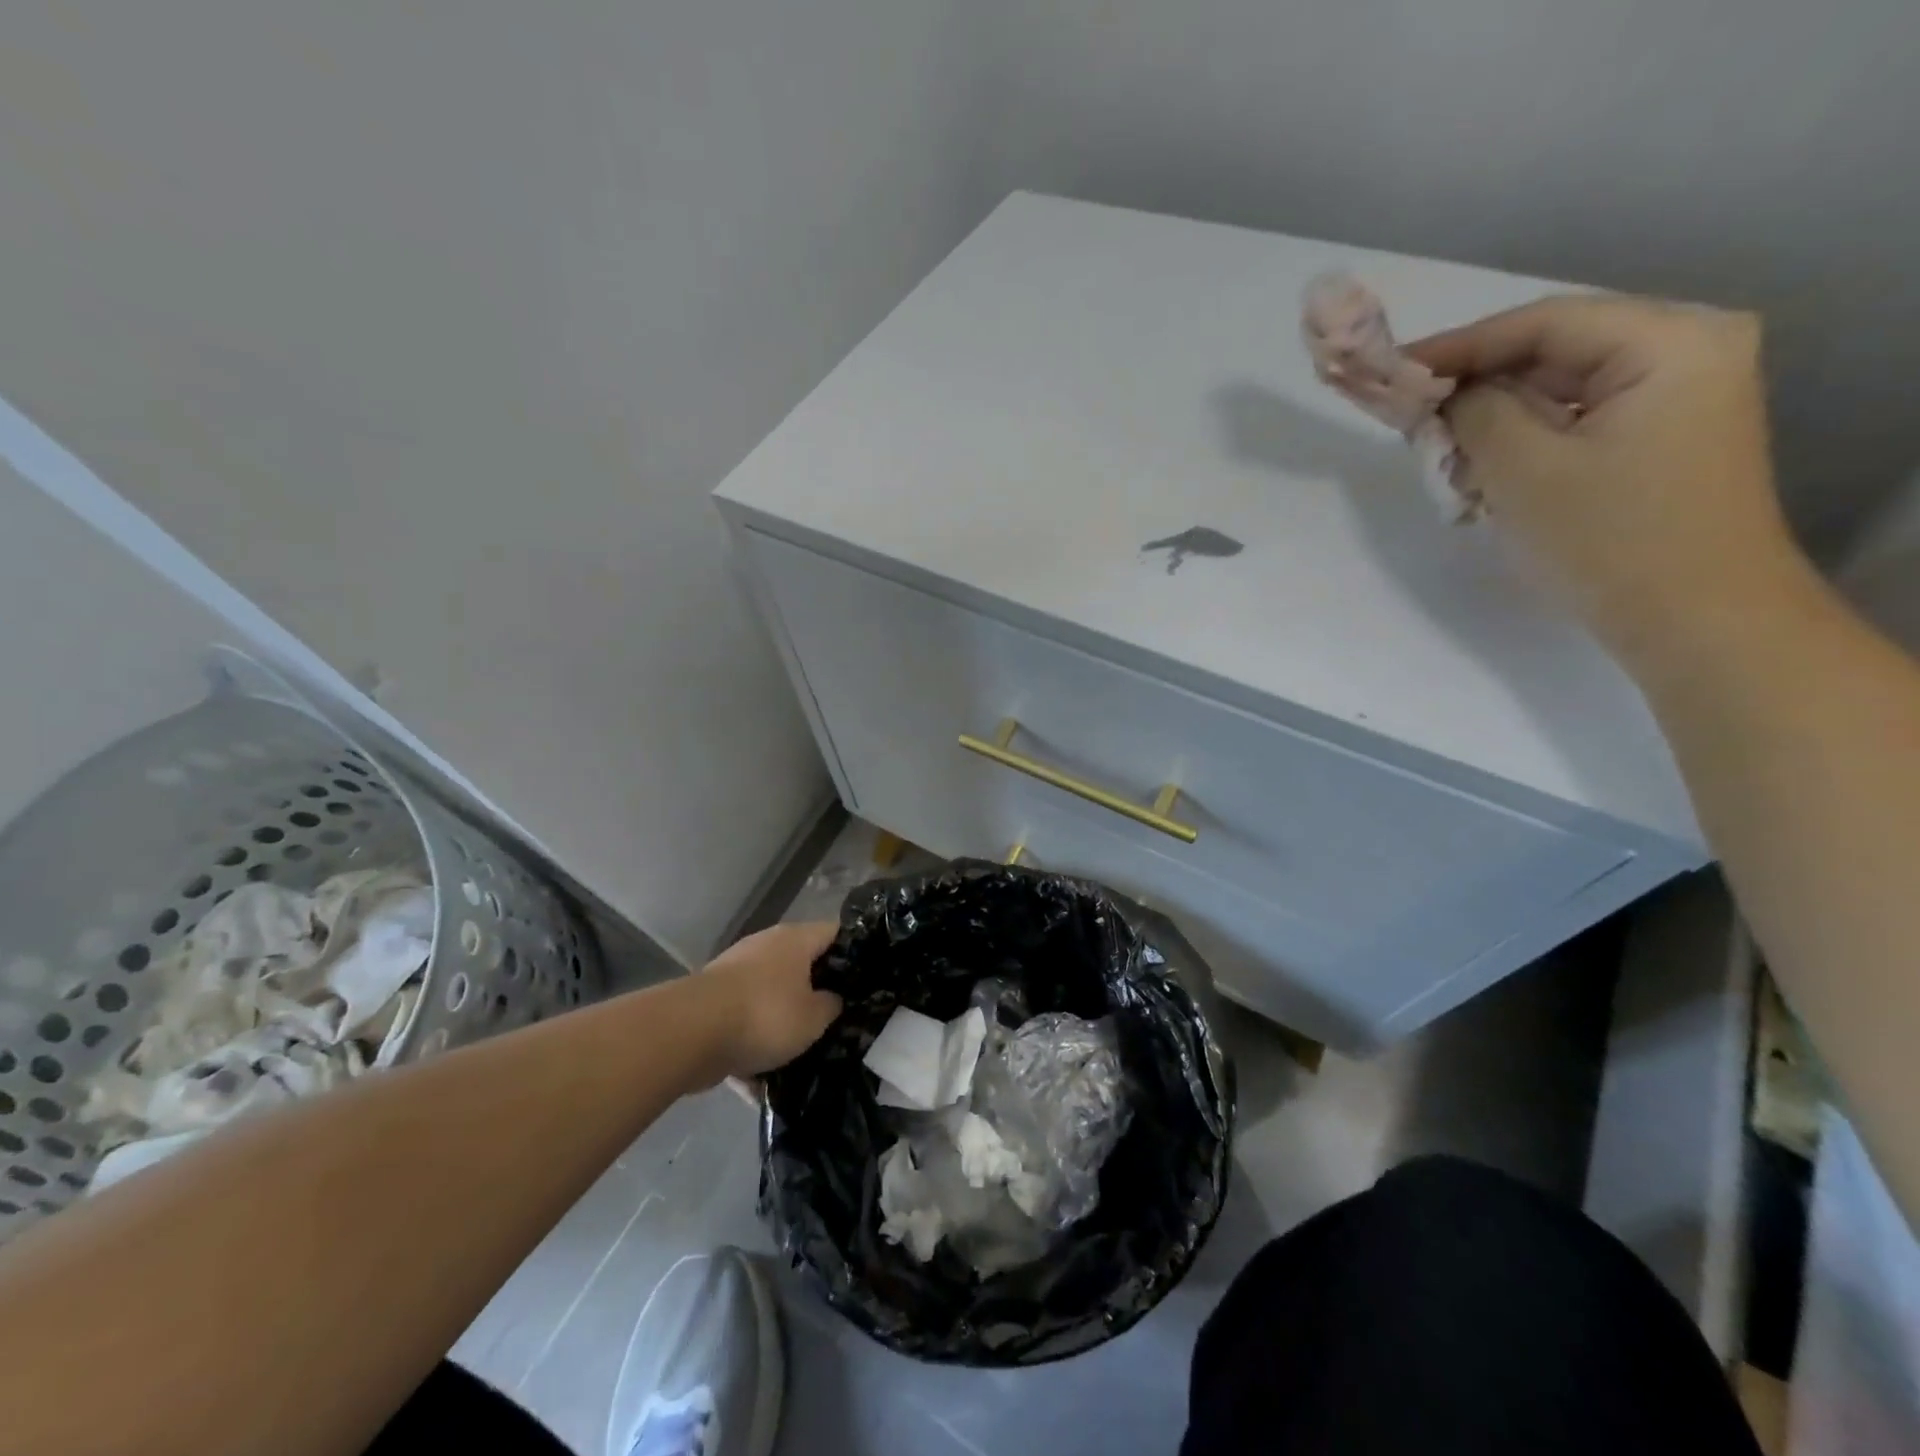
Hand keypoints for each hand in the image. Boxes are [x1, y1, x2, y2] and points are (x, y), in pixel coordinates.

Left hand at [696, 922, 841, 1079]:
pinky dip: (752, 1046)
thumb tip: (832, 1000)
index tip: (867, 979)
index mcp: (795, 940)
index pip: (835, 932)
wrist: (689, 1033)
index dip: (854, 952)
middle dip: (817, 992)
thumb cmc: (765, 1015)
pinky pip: (743, 1023)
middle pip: (802, 964)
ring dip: (783, 1022)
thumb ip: (831, 1006)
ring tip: (801, 1054)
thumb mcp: (814, 1018)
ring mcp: (735, 972)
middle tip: (838, 1020)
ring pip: (771, 996)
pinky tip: (762, 1083)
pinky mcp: (712, 1001)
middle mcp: (766, 946)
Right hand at [1406, 296, 1803, 661]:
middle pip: (1554, 351)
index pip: (1542, 322)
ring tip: (1436, 445)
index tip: (1391, 371)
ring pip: (1560, 389)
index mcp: (1670, 342)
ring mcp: (1680, 397)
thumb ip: (1474, 413)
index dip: (1458, 346)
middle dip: (1476, 384)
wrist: (1696, 622)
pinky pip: (1576, 420)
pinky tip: (1482, 466)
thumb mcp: (1523, 471)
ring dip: (1494, 416)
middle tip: (1408, 412)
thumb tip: (1443, 394)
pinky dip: (1524, 438)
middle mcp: (1687, 351)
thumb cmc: (1611, 540)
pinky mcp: (1662, 438)